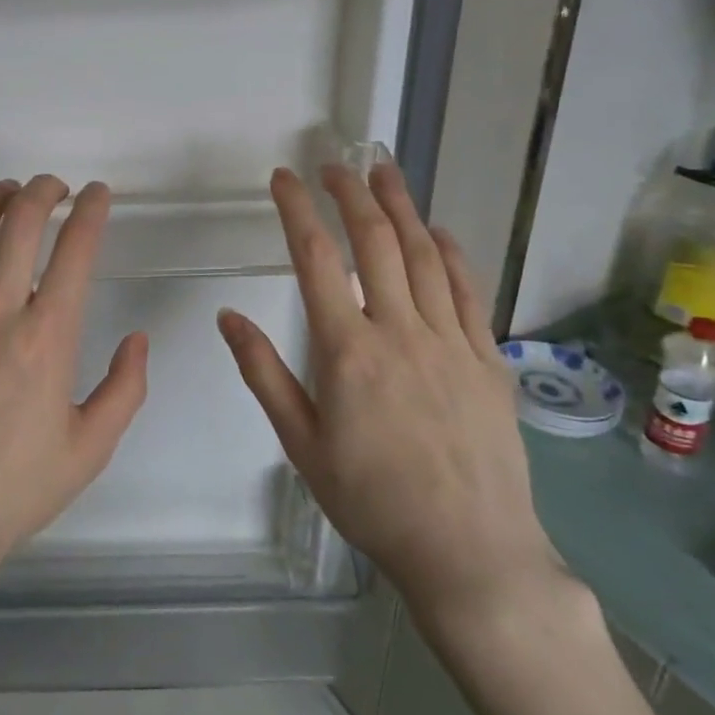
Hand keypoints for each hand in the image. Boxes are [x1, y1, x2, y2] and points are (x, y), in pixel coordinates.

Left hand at [0, 175, 148, 586]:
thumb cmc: (13, 487)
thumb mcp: (90, 449)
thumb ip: (124, 389)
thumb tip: (137, 339)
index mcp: (48, 338)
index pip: (76, 251)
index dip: (91, 211)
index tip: (98, 193)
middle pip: (21, 222)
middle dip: (44, 190)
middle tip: (57, 187)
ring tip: (12, 189)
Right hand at [216, 162, 561, 630]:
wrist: (470, 552)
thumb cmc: (371, 500)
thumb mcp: (300, 443)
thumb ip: (263, 373)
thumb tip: (228, 316)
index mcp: (347, 351)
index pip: (316, 260)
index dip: (297, 211)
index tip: (284, 178)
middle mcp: (400, 332)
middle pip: (375, 242)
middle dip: (351, 194)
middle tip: (335, 163)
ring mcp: (450, 342)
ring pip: (424, 256)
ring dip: (401, 208)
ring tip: (385, 172)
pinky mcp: (487, 359)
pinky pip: (467, 291)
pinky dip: (450, 253)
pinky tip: (438, 232)